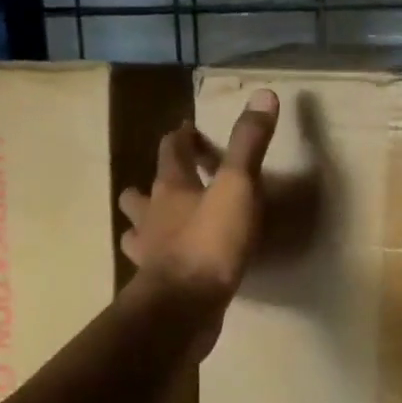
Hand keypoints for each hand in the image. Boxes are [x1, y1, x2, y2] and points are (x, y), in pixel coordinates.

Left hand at [117, 89, 279, 309]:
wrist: (184, 308)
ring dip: (147, 222)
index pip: (169, 151)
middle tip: (177, 182)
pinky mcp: (156, 284)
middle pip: (140, 192)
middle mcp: (151, 217)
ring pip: (137, 230)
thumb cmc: (209, 241)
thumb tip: (263, 94)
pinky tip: (176, 263)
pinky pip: (152, 264)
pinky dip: (161, 258)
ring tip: (167, 224)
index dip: (179, 138)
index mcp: (170, 188)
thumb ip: (249, 143)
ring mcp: (149, 253)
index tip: (188, 129)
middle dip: (153, 183)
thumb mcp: (238, 187)